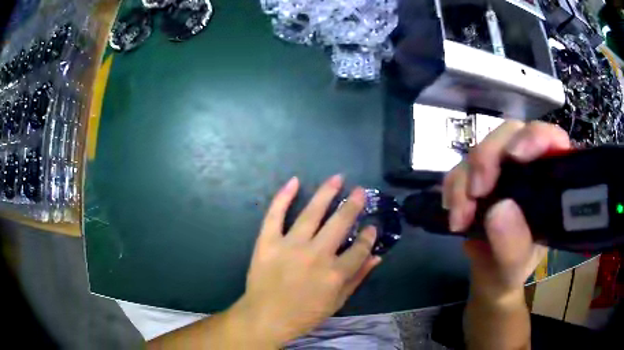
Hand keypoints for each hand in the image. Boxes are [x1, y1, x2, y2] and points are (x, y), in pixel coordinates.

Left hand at [231, 175, 380, 346]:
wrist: (265, 317)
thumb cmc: (304, 315)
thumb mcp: (337, 302)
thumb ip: (358, 278)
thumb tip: (377, 256)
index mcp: (335, 274)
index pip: (360, 249)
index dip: (369, 236)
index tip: (372, 226)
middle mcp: (316, 255)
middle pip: (340, 224)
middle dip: (353, 205)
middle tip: (361, 191)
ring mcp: (290, 246)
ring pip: (312, 213)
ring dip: (326, 193)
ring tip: (337, 178)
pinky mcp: (268, 242)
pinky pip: (275, 215)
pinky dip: (283, 197)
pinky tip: (294, 181)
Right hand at [443, 121, 570, 300]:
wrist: (488, 276)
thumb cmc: (511, 270)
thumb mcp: (515, 266)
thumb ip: (513, 244)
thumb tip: (498, 208)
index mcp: (550, 182)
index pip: (551, 140)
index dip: (536, 136)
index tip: (515, 155)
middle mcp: (528, 167)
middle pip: (511, 134)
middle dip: (489, 156)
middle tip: (476, 191)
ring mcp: (502, 169)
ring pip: (482, 148)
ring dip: (465, 179)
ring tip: (460, 218)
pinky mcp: (478, 176)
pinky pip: (460, 167)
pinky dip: (452, 188)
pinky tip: (454, 215)